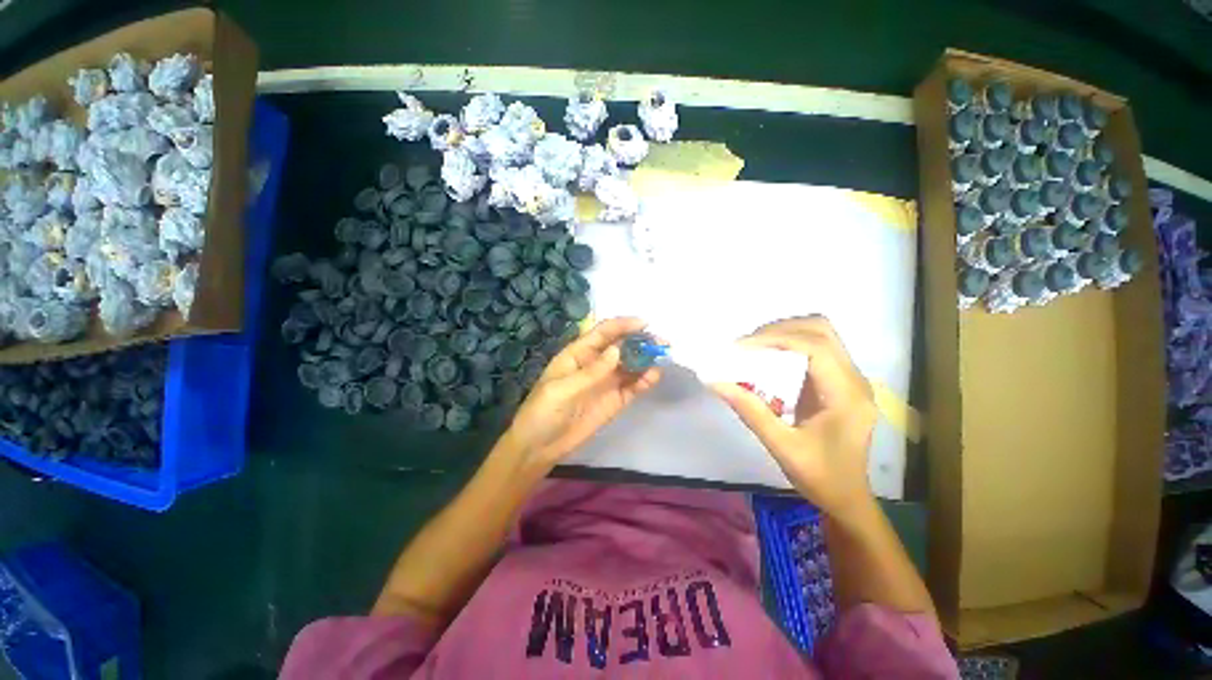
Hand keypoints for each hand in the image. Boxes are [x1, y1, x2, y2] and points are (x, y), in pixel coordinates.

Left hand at [504, 317, 660, 469]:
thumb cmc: (543, 412)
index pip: (603, 333)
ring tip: (663, 357)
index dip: (623, 325)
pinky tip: (654, 377)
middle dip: (641, 342)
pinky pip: (632, 387)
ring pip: (630, 365)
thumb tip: (618, 350)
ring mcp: (607, 382)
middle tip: (662, 343)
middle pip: (621, 346)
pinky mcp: (615, 400)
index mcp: (578, 354)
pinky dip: (644, 380)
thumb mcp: (562, 389)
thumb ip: (591, 371)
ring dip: (646, 360)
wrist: (540, 447)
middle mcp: (596, 364)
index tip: (645, 324)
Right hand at [711, 316, 876, 518]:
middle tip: (747, 344)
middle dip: (780, 329)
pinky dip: (789, 344)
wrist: (847, 497)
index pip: (815, 347)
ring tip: (755, 347)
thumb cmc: (820, 477)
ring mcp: (850, 378)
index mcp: (847, 396)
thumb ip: (750, 411)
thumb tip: (717, 382)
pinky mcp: (840, 381)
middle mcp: (854, 380)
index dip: (776, 339)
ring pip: (820, 334)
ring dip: (785, 332)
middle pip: (821, 330)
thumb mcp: (782, 447)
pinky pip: (816, 348)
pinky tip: (769, 358)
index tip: (741, 347)